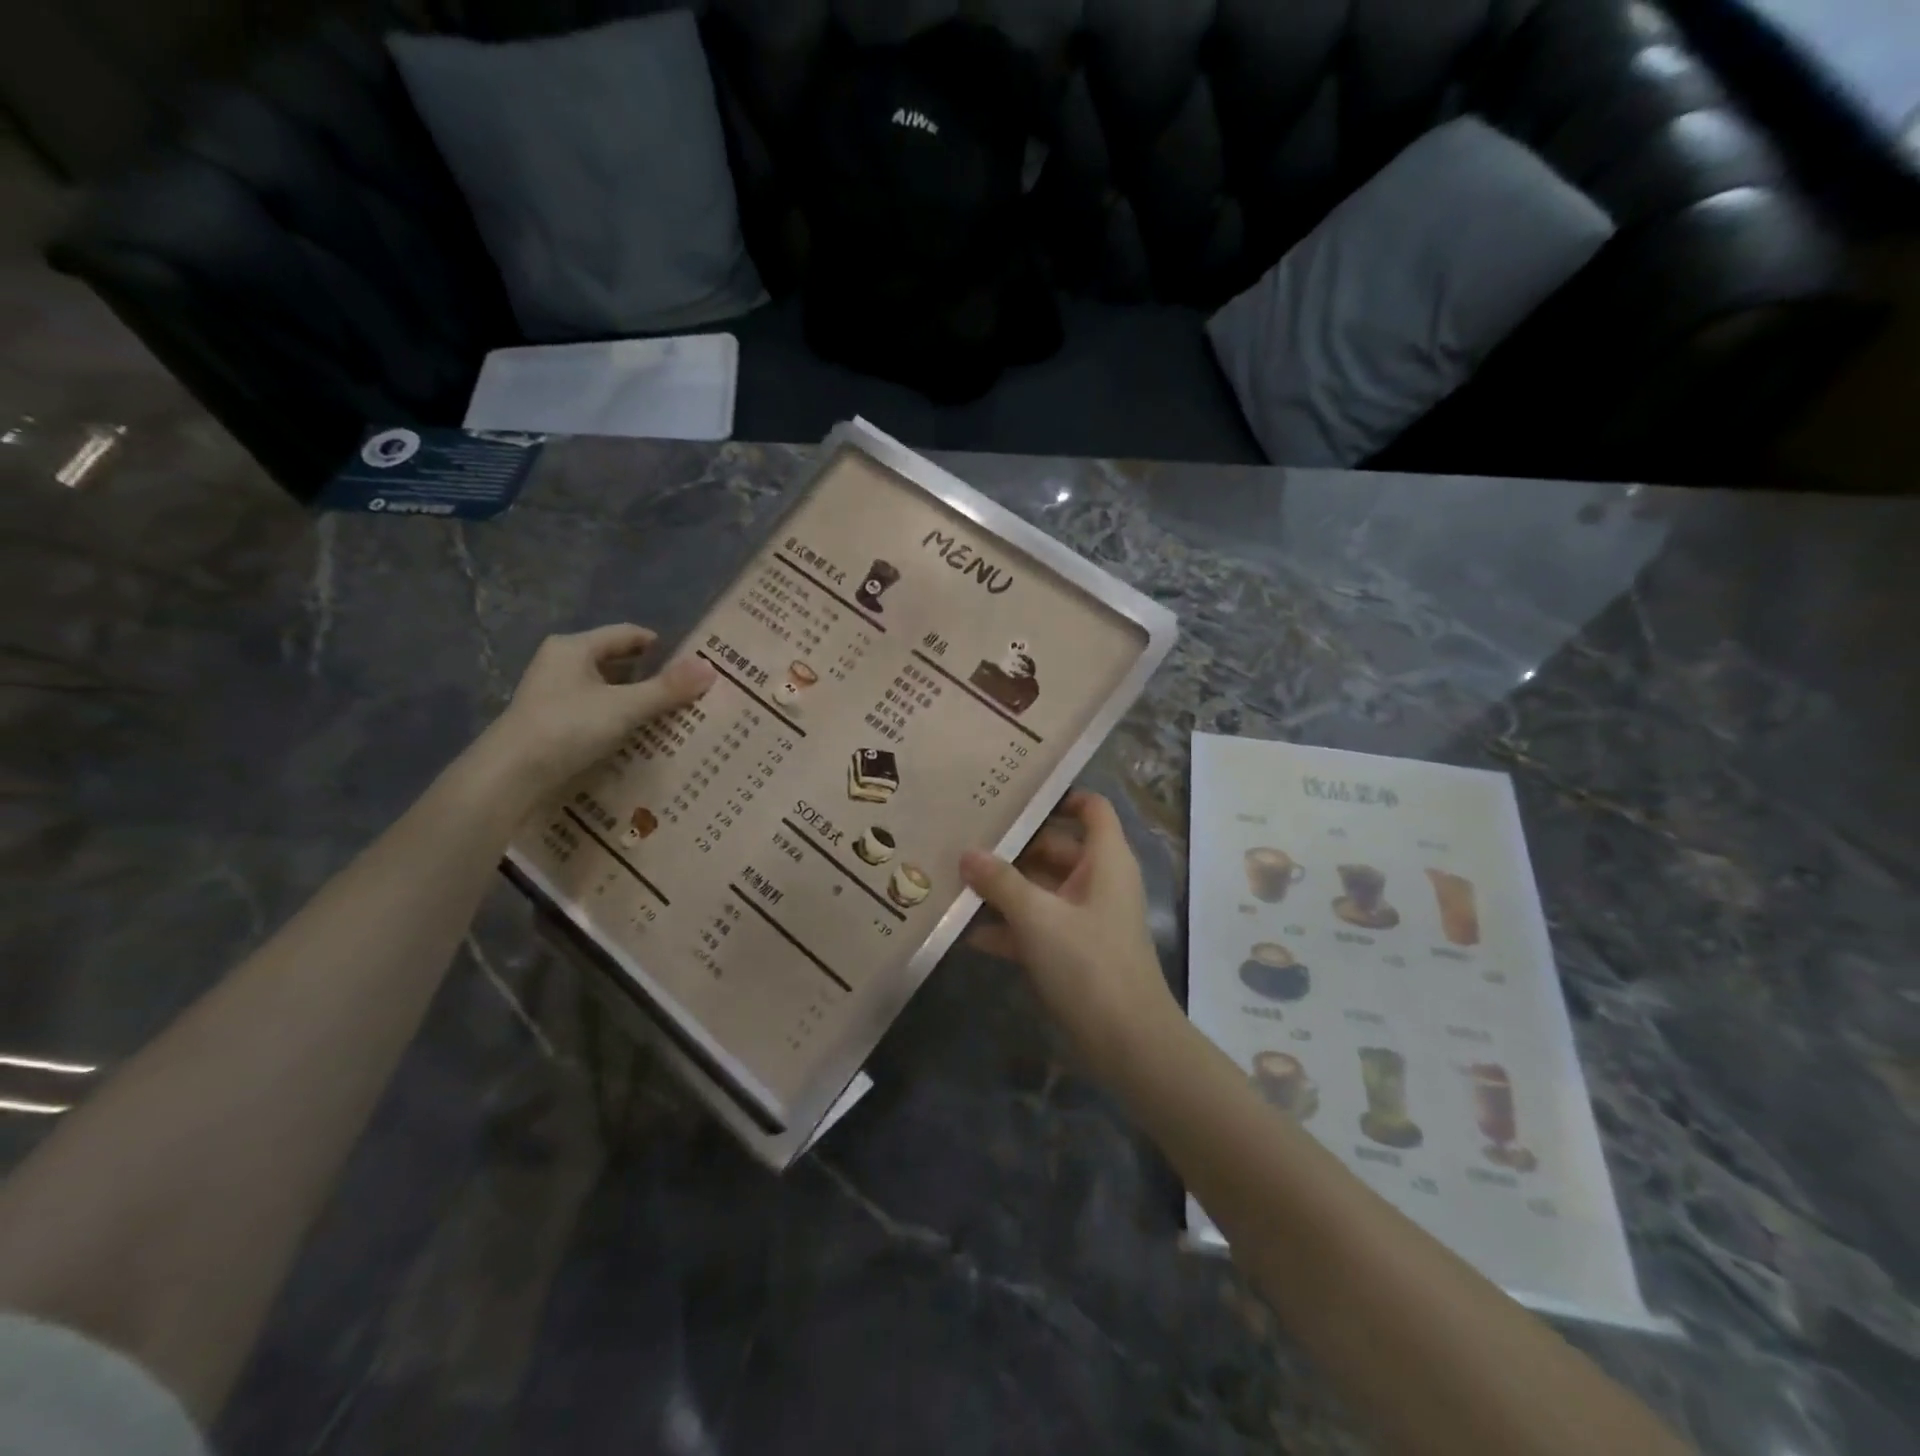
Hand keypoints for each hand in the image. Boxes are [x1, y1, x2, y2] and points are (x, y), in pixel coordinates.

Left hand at [480, 624, 715, 797]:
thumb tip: (710, 668)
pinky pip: (597, 712)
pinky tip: (641, 736)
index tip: (693, 665)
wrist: (510, 777)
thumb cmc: (567, 728)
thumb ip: (667, 689)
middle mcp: (561, 664)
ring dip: (637, 701)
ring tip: (673, 716)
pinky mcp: (553, 723)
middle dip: (653, 676)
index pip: (629, 635)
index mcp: (574, 648)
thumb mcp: (625, 707)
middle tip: (689, 692)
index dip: (663, 647)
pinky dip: (620, 720)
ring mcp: (554, 695)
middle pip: (618, 662)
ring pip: (608, 690)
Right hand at [960, 790, 1180, 1084]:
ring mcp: (1086, 918)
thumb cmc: (1088, 962)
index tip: (1014, 796)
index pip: (1091, 808)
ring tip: (956, 880)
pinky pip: (1038, 926)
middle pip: (1055, 848)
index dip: (1059, 797)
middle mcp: (1099, 881)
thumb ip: (1000, 882)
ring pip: (1042, 889)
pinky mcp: (1074, 952)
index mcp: (1105, 860)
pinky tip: (968, 932)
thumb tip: (967, 853)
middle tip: (965, 839)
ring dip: (1005, 889)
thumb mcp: (1037, 916)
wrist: (1127, 1042)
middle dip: (1013, 848)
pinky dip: (1010, 927)